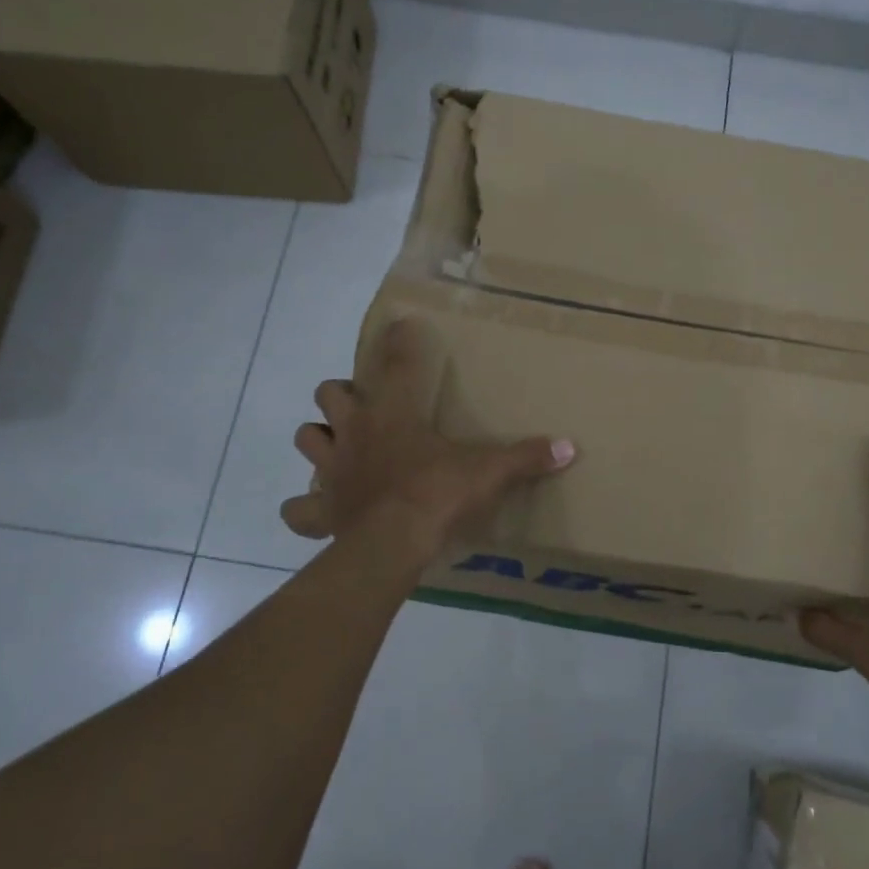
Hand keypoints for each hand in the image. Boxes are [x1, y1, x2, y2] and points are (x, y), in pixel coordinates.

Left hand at [280, 318, 575, 561]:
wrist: (394, 544)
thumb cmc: (438, 494)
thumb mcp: (488, 472)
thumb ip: (526, 457)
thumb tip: (570, 447)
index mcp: (392, 414)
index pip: (395, 362)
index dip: (398, 339)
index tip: (400, 324)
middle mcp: (354, 432)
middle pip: (330, 393)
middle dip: (342, 394)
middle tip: (365, 406)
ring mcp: (331, 470)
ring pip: (306, 438)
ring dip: (319, 438)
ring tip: (339, 447)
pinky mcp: (321, 510)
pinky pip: (298, 509)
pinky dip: (304, 509)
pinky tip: (316, 509)